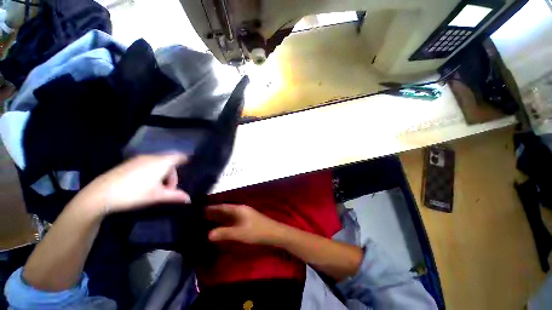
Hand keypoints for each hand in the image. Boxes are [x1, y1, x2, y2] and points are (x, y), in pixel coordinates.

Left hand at [74, 153, 189, 215]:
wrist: (100, 194)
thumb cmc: (134, 193)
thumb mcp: (157, 196)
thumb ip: (175, 196)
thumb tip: (189, 199)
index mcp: (161, 163)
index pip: (179, 156)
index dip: (185, 159)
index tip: (189, 165)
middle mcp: (151, 157)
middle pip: (169, 162)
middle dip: (172, 175)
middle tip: (168, 189)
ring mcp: (138, 159)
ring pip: (157, 163)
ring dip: (162, 174)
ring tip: (156, 188)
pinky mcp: (128, 163)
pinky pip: (147, 164)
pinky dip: (152, 172)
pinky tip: (143, 184)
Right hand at [206, 204, 285, 244]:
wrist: (273, 233)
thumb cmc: (256, 231)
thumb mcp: (239, 233)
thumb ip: (224, 233)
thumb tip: (207, 234)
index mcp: (238, 209)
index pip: (222, 207)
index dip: (211, 208)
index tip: (198, 210)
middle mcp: (240, 209)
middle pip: (224, 210)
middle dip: (213, 213)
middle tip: (198, 217)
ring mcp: (244, 215)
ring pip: (228, 215)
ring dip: (219, 218)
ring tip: (206, 222)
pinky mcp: (246, 221)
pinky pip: (232, 219)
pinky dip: (225, 222)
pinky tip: (220, 227)